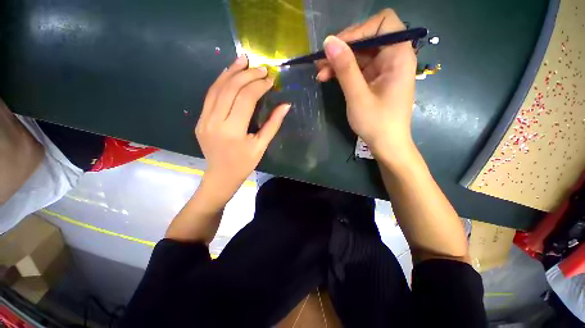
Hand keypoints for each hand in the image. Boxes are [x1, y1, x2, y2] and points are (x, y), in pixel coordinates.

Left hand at [196, 55, 289, 199]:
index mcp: (233, 131)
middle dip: (247, 75)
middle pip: (230, 89)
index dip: (259, 86)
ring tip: (243, 60)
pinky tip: (229, 73)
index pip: (245, 99)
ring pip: (217, 88)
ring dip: (231, 72)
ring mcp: (204, 119)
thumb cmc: (244, 164)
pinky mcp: (200, 119)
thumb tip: (285, 105)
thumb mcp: (261, 146)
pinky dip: (220, 81)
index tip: (270, 80)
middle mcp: (215, 121)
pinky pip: (210, 96)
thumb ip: (273, 124)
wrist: (221, 175)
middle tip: (261, 68)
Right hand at [316, 9, 415, 160]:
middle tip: (321, 62)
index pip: (382, 23)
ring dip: (339, 62)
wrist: (386, 145)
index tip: (337, 47)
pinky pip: (358, 68)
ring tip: (320, 73)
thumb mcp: (358, 96)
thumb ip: (345, 68)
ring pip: (360, 54)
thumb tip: (329, 41)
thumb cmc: (376, 123)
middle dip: (343, 49)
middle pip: (368, 38)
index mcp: (399, 56)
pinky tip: (329, 78)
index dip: (358, 30)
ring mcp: (384, 69)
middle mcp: (394, 57)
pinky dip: (343, 72)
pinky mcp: (375, 80)